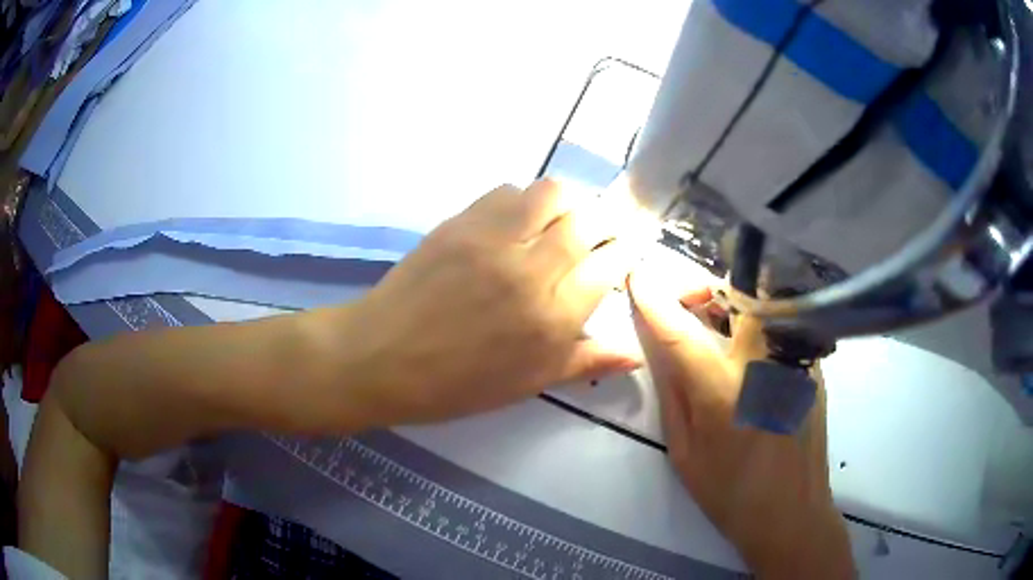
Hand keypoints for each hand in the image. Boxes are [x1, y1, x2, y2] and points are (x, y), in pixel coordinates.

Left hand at [338, 179, 639, 426]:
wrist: (382, 358)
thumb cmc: (458, 383)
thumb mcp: (529, 383)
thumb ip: (586, 361)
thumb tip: (635, 354)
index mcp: (553, 318)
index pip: (611, 265)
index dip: (624, 253)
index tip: (623, 252)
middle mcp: (532, 270)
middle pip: (590, 220)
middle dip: (606, 221)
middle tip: (601, 233)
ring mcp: (494, 240)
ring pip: (552, 194)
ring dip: (568, 203)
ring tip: (562, 221)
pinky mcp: (462, 222)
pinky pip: (507, 191)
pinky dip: (524, 200)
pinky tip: (518, 221)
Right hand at [628, 268, 854, 578]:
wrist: (792, 513)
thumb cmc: (730, 493)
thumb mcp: (684, 453)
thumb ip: (672, 393)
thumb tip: (659, 347)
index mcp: (723, 393)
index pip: (682, 331)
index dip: (655, 299)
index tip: (638, 275)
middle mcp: (764, 366)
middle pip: (739, 293)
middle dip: (706, 285)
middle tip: (688, 301)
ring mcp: (794, 362)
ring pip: (764, 303)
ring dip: (734, 300)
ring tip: (715, 320)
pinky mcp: (812, 367)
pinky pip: (781, 327)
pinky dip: (758, 323)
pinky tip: (748, 351)